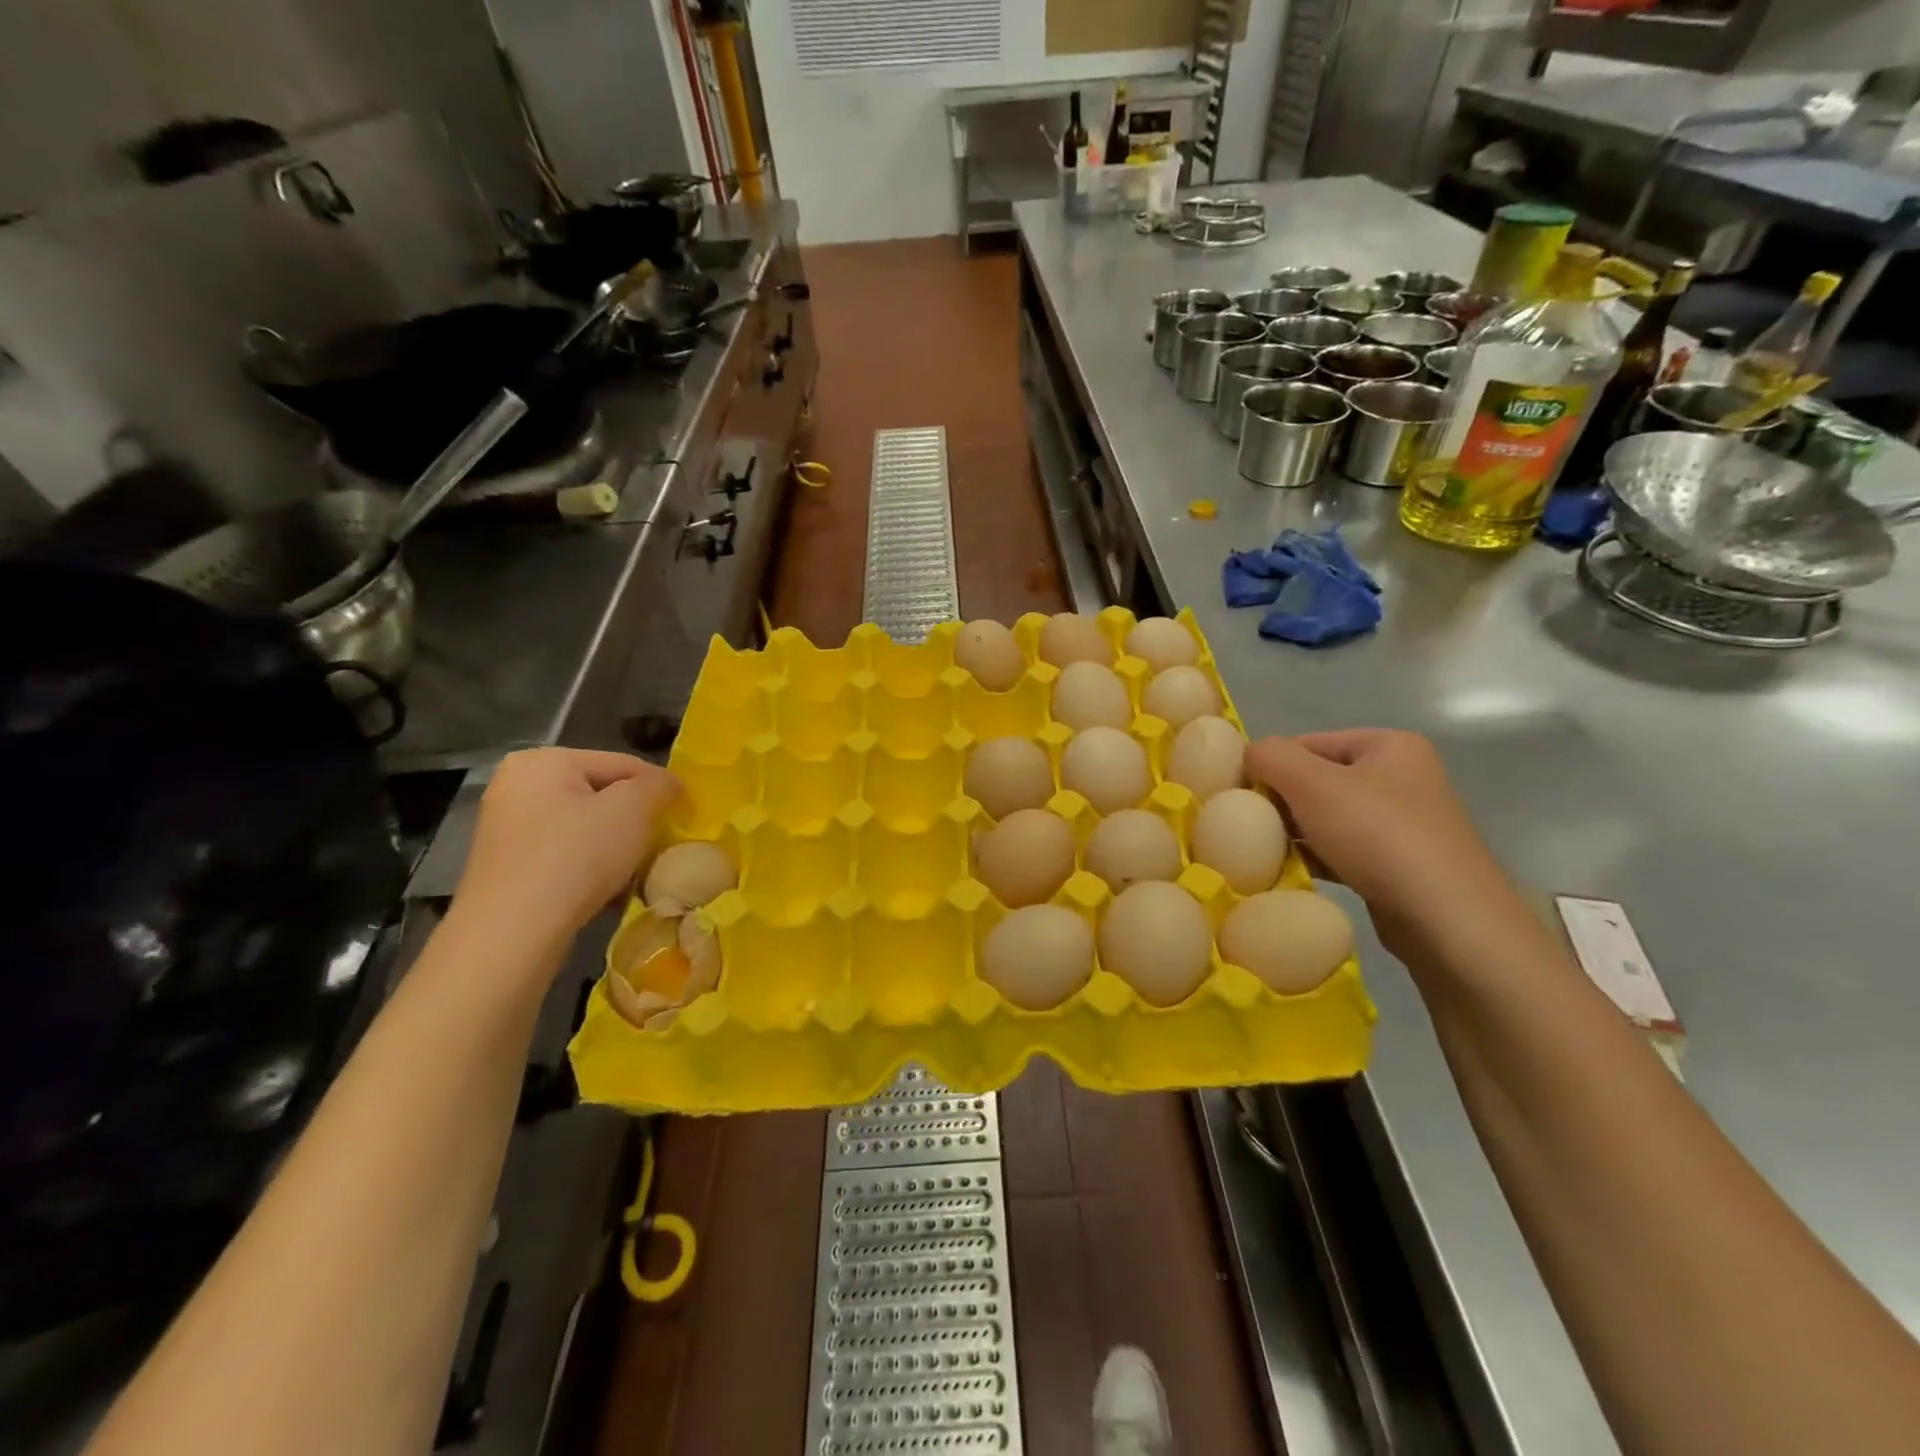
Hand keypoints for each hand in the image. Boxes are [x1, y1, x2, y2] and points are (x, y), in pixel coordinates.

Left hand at [451, 749, 679, 958]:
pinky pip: (565, 854)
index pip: (622, 764)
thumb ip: (660, 785)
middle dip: (635, 819)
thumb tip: (670, 785)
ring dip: (616, 845)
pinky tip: (608, 889)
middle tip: (661, 844)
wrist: (512, 934)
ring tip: (637, 870)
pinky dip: (590, 866)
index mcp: (543, 761)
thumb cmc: (576, 857)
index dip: (660, 788)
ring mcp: (507, 828)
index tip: (685, 816)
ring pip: (585, 827)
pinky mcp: (507, 866)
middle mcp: (517, 785)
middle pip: (601, 794)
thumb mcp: (633, 809)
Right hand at [1246, 730, 1529, 968]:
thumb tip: (1249, 756)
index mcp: (1389, 745)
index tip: (1242, 797)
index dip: (1271, 766)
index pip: (1308, 743)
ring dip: (1294, 834)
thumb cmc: (1378, 835)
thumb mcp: (1310, 782)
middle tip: (1250, 827)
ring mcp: (1404, 825)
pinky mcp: (1399, 867)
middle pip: (1317, 780)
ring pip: (1328, 819)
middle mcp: (1402, 778)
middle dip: (1281, 802)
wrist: (1446, 919)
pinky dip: (1315, 860)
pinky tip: (1292, 874)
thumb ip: (1270, 757)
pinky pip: (1343, 852)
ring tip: (1265, 852)